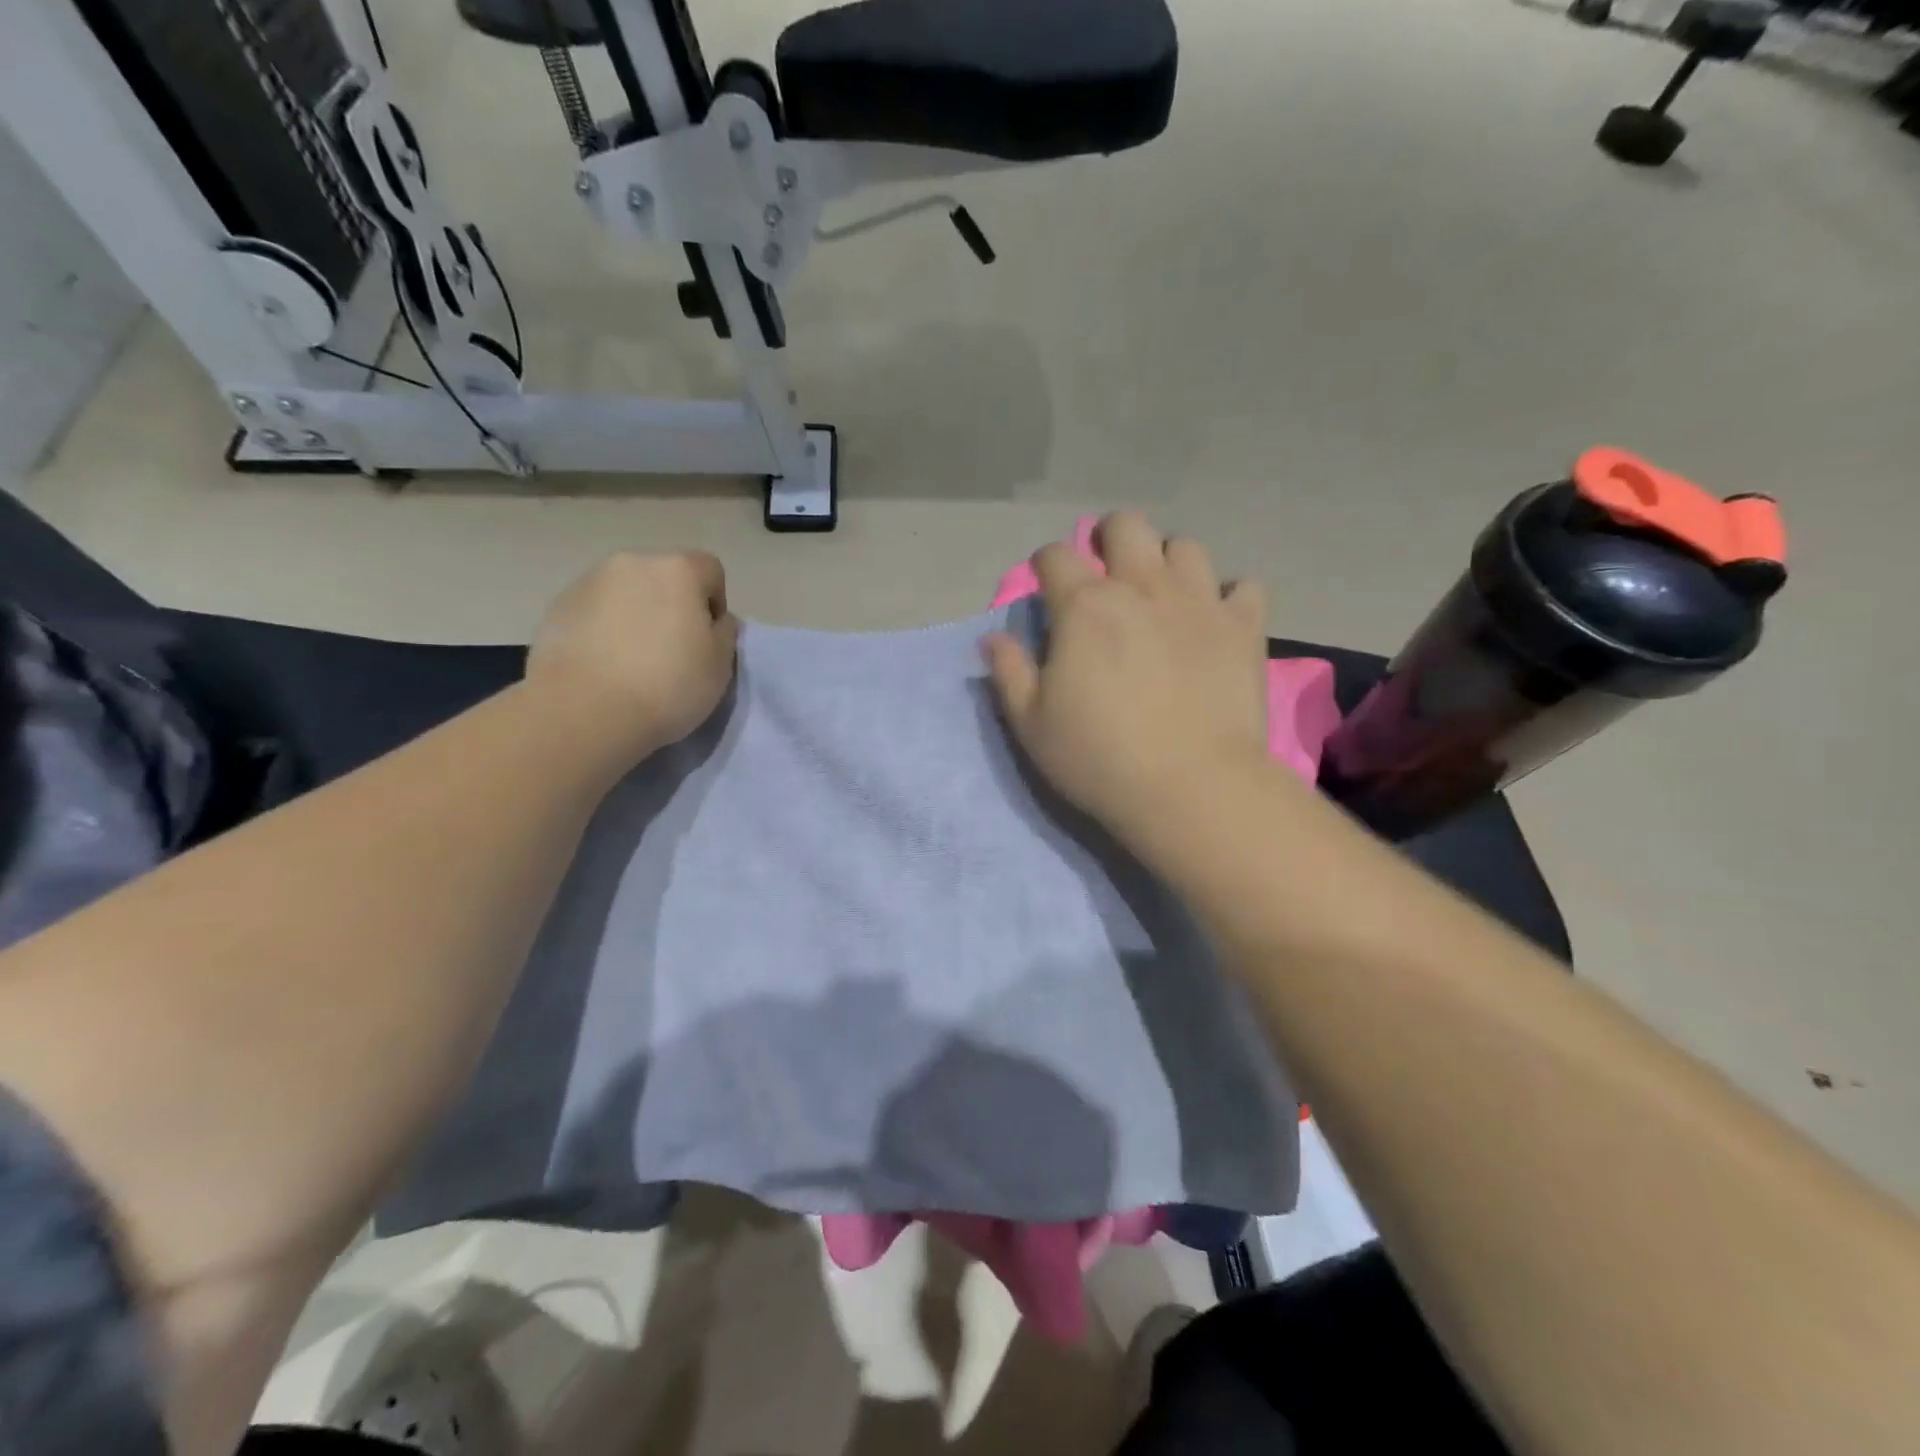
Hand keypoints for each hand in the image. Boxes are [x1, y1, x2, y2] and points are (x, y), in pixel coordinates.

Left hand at [527, 551, 738, 767]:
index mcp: (678, 570)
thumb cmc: (667, 685)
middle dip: (672, 606)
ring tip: (632, 661)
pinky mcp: (557, 608)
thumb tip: (714, 621)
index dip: (714, 604)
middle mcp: (631, 563)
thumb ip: (724, 633)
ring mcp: (588, 582)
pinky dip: (603, 629)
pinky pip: (594, 612)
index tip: (706, 641)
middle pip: (664, 577)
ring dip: (635, 615)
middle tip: (671, 651)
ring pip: (626, 592)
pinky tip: (603, 666)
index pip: (710, 570)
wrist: (584, 712)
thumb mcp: (720, 666)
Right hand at [984, 512, 1271, 842]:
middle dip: (1110, 538)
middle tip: (1107, 573)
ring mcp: (1199, 601)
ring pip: (1186, 546)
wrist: (1192, 787)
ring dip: (1168, 562)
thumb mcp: (1032, 724)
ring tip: (1163, 594)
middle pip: (1126, 525)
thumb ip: (1009, 672)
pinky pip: (1244, 586)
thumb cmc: (1100, 758)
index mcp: (1084, 606)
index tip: (1046, 587)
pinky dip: (1229, 596)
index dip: (1045, 564)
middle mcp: (1142, 587)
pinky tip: (1217, 620)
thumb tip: (993, 638)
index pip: (1055, 555)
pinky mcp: (1244, 627)